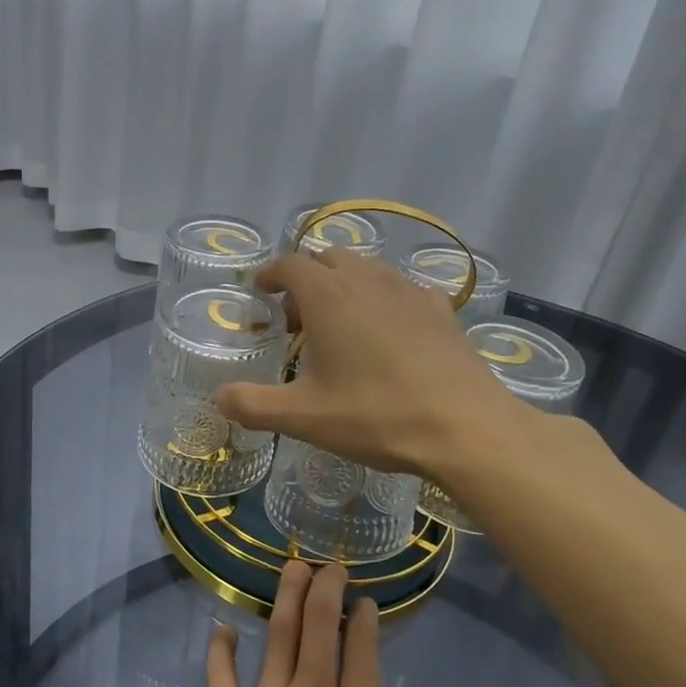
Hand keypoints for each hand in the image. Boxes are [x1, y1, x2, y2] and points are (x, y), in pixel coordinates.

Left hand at [199, 559, 450, 686]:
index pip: (362, 647)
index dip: (364, 617)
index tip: (365, 601)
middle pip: (318, 624)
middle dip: (325, 587)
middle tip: (328, 565)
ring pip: (275, 634)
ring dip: (284, 597)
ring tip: (290, 569)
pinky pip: (220, 676)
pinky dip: (220, 650)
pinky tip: (222, 631)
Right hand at [214, 249, 525, 480]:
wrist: (465, 427)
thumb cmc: (376, 416)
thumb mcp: (304, 418)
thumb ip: (253, 405)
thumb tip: (219, 397)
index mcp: (328, 296)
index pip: (289, 264)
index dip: (270, 274)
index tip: (260, 291)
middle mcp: (367, 280)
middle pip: (327, 259)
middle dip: (306, 280)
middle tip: (296, 318)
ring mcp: (408, 291)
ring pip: (366, 269)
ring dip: (344, 285)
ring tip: (338, 324)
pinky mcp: (440, 309)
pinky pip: (401, 289)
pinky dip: (383, 299)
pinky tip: (387, 332)